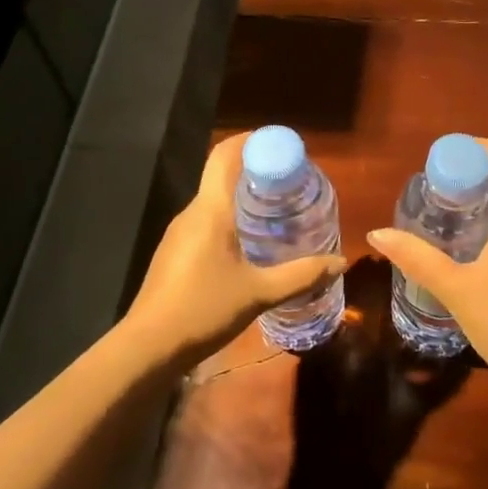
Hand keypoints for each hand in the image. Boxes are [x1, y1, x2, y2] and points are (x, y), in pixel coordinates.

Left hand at [124, 132, 347, 367]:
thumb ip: (301, 275)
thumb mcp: (259, 293)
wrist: (147, 347)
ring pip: (214, 201)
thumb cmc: (204, 309)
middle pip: (223, 176)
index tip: (282, 145)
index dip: (251, 141)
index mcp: (211, 209)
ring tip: (277, 212)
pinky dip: (229, 220)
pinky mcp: (173, 253)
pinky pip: (205, 222)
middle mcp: (192, 212)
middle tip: (291, 183)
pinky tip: (248, 245)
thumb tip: (340, 262)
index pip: (225, 155)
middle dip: (256, 172)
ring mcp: (179, 233)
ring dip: (243, 199)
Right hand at [367, 139, 487, 384]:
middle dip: (469, 175)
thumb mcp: (455, 289)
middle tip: (433, 188)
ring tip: (440, 215)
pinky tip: (460, 249)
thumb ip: (417, 259)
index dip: (478, 147)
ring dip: (476, 203)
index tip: (443, 159)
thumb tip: (378, 233)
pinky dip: (484, 226)